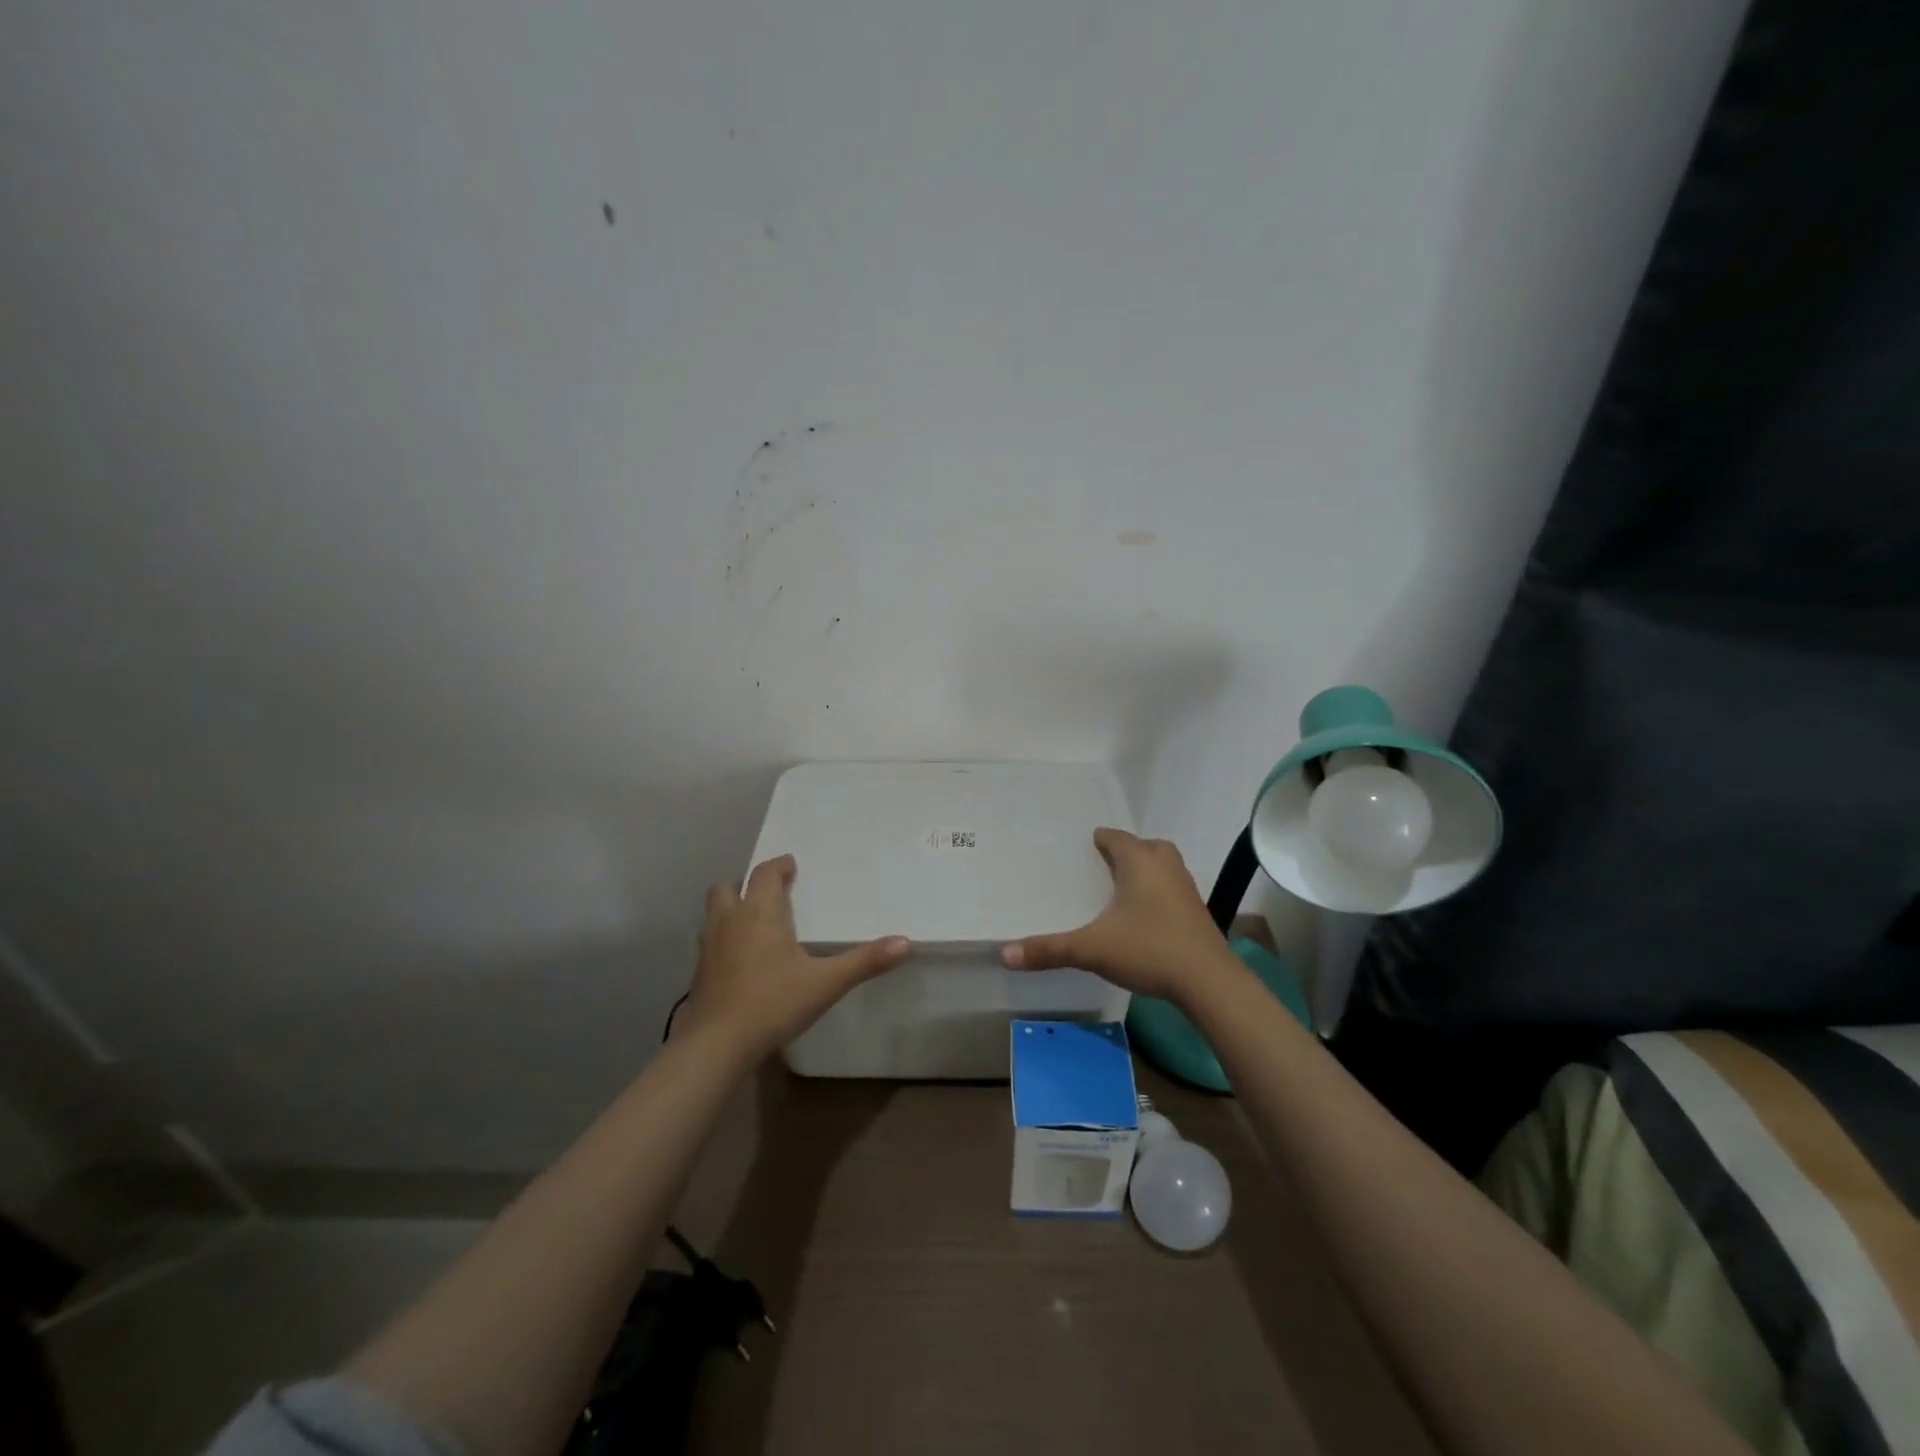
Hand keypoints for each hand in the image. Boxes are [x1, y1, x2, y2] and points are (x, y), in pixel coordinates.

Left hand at [683, 854, 910, 1060]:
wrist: (716, 1045)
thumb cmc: (773, 1002)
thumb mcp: (826, 982)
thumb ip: (865, 961)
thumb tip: (906, 942)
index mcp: (759, 912)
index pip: (765, 874)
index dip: (779, 866)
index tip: (791, 866)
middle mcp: (730, 921)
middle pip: (728, 886)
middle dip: (746, 884)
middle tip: (770, 893)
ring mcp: (708, 947)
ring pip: (714, 913)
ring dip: (731, 909)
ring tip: (754, 923)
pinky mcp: (698, 973)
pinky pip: (711, 942)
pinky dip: (724, 939)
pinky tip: (742, 960)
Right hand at [1000, 828, 1229, 1002]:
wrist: (1209, 982)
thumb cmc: (1149, 949)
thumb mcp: (1092, 949)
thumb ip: (1049, 950)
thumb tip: (1004, 954)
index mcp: (1139, 860)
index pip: (1114, 837)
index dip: (1097, 840)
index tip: (1081, 848)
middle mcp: (1165, 865)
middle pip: (1143, 846)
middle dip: (1123, 853)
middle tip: (1099, 868)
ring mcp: (1185, 886)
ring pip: (1161, 866)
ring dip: (1143, 871)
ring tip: (1118, 889)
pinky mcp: (1197, 910)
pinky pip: (1171, 887)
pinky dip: (1156, 892)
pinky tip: (1142, 915)